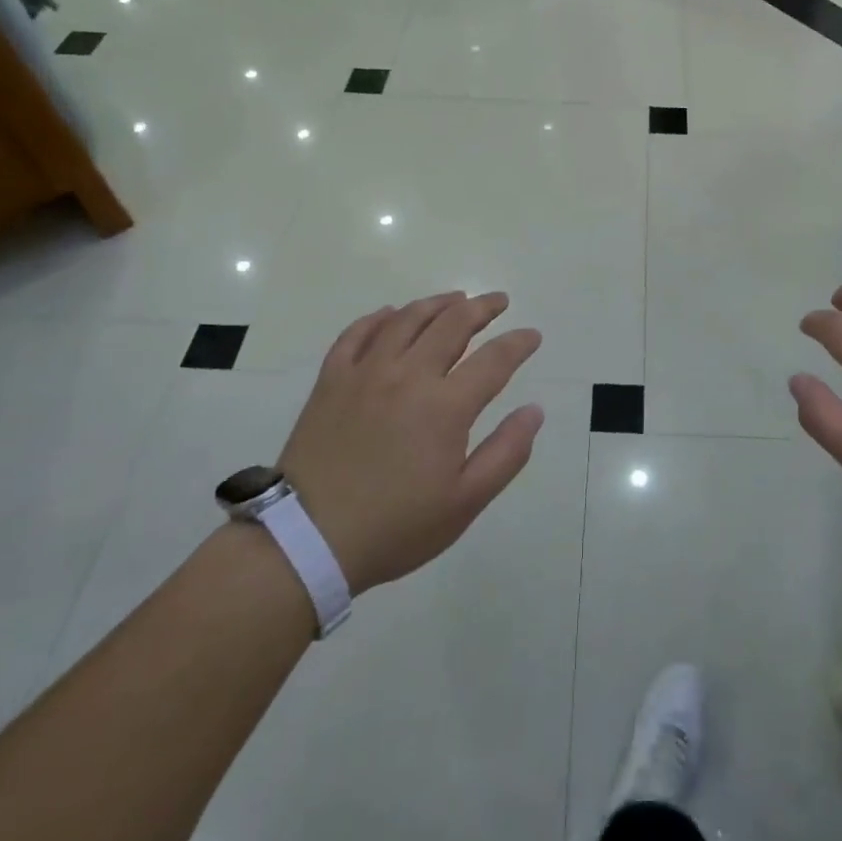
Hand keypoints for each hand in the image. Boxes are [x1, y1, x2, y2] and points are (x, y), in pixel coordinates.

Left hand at [280, 291, 543, 593]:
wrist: (306, 541)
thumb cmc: (395, 526)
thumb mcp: (465, 502)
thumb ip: (507, 453)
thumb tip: (534, 410)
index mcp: (446, 406)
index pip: (494, 359)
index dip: (518, 343)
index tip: (533, 336)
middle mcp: (408, 376)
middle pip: (452, 324)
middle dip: (482, 308)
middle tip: (498, 301)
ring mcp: (366, 373)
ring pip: (407, 319)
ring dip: (437, 303)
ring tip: (455, 299)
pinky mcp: (331, 380)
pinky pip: (357, 333)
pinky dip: (379, 318)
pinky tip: (391, 314)